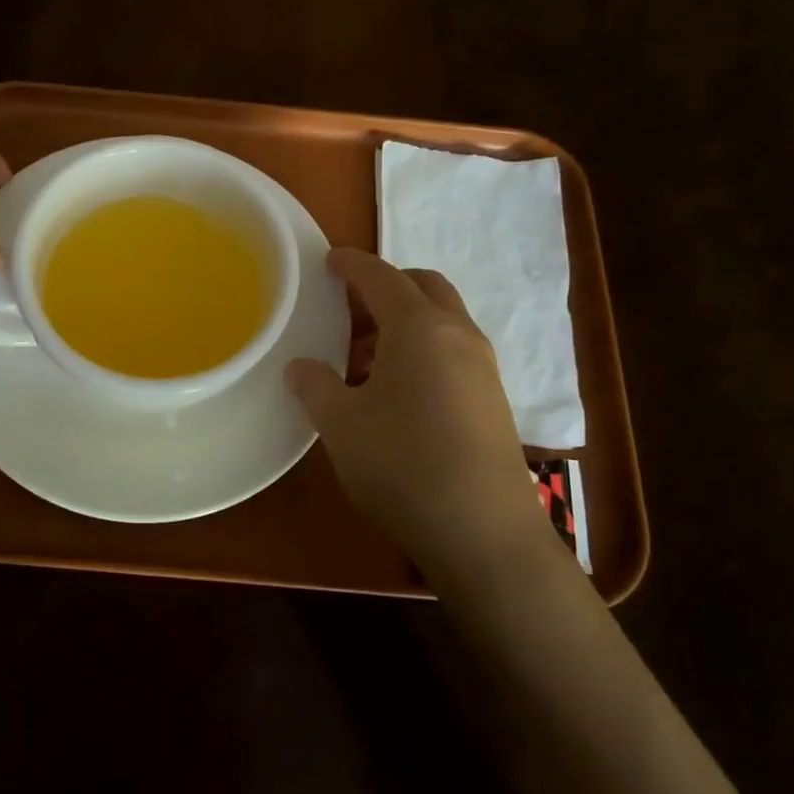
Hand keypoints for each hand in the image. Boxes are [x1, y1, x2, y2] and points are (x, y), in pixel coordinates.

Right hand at [286, 248, 548, 570]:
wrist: (482, 531)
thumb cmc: (401, 464)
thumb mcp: (340, 424)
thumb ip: (315, 386)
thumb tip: (301, 367)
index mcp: (418, 327)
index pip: (381, 277)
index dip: (352, 265)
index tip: (329, 261)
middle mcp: (457, 334)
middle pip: (422, 286)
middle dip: (384, 287)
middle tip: (346, 310)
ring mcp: (482, 366)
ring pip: (440, 320)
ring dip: (402, 322)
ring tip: (360, 360)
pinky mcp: (491, 398)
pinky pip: (451, 351)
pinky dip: (421, 349)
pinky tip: (393, 392)